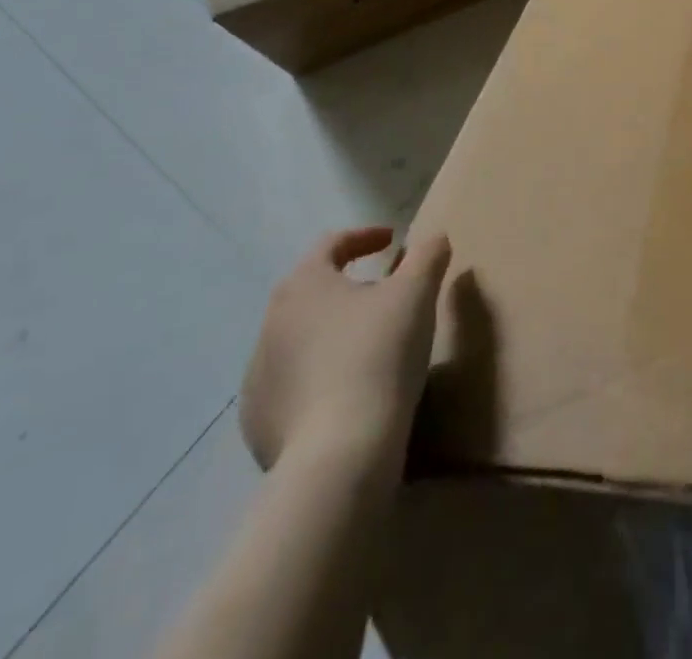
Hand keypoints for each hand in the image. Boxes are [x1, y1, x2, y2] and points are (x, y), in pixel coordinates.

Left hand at [239, 228, 451, 474]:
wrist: (339, 454)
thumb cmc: (378, 354)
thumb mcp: (417, 293)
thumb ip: (428, 255)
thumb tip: (434, 239)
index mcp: (303, 285)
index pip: (331, 245)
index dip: (364, 237)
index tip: (392, 241)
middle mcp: (270, 324)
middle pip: (313, 291)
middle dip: (349, 287)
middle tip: (385, 294)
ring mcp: (257, 377)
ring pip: (300, 339)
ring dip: (331, 334)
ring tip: (369, 347)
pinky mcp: (257, 424)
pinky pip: (292, 386)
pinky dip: (317, 379)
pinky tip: (346, 394)